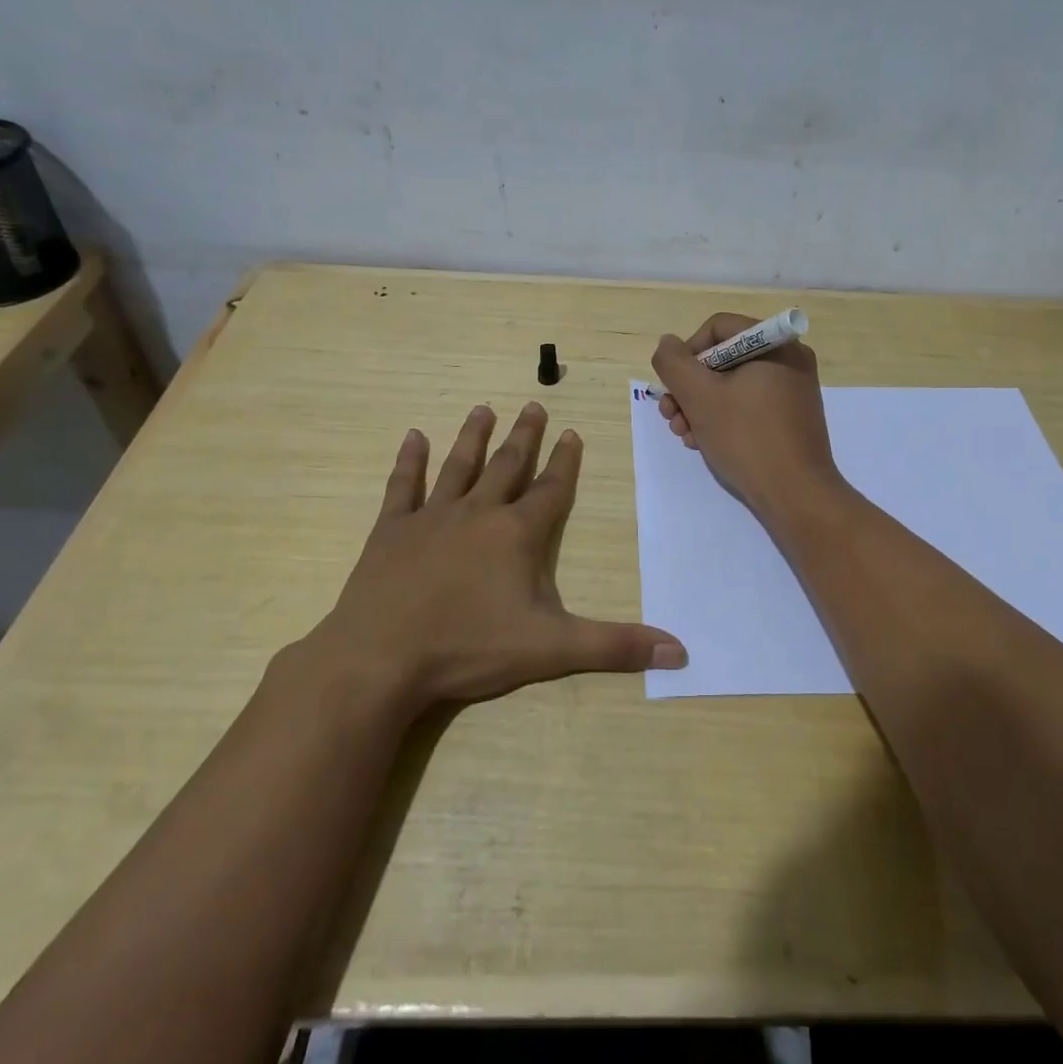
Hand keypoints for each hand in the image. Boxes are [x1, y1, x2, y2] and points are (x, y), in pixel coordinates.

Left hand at [302, 403, 685, 719]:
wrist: (382, 658)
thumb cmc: (469, 648)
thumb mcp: (551, 649)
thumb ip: (615, 646)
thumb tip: (680, 650)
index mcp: (517, 534)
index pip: (550, 489)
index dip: (565, 461)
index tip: (572, 431)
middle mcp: (478, 513)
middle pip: (507, 466)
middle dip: (524, 436)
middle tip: (533, 405)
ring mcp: (431, 517)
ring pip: (458, 466)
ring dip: (473, 437)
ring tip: (483, 408)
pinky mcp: (391, 530)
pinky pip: (403, 486)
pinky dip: (409, 461)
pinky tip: (413, 436)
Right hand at [651, 312, 843, 519]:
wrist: (796, 495)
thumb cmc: (747, 438)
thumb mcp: (699, 397)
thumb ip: (674, 363)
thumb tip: (668, 344)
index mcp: (775, 344)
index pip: (717, 328)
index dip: (687, 353)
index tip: (675, 386)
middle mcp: (789, 359)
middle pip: (723, 358)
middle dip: (690, 388)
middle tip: (671, 416)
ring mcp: (793, 389)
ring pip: (732, 385)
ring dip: (700, 406)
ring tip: (685, 435)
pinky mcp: (791, 417)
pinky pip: (749, 404)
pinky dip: (723, 418)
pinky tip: (705, 442)